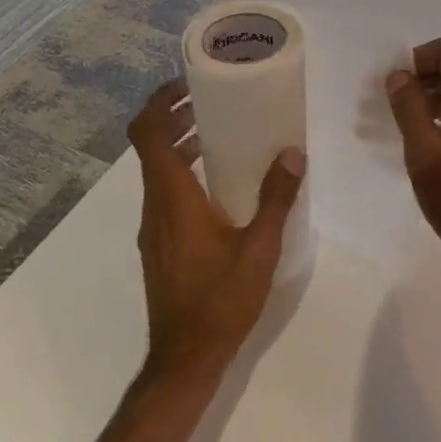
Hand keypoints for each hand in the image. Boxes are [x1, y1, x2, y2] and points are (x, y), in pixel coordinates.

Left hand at [128, 80, 306, 379]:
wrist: (185, 357)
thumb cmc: (221, 299)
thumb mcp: (259, 248)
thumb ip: (276, 199)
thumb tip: (292, 153)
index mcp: (173, 198)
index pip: (147, 134)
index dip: (160, 102)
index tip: (189, 85)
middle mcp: (154, 207)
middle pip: (150, 148)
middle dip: (176, 119)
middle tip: (213, 103)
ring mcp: (152, 229)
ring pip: (157, 174)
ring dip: (180, 148)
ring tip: (219, 136)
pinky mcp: (158, 246)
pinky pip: (165, 196)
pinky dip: (183, 176)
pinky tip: (218, 187)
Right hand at [385, 38, 440, 287]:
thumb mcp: (425, 152)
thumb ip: (409, 108)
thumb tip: (398, 76)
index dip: (416, 59)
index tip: (392, 87)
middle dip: (420, 79)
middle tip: (389, 105)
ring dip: (427, 101)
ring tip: (398, 124)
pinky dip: (440, 120)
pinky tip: (418, 143)